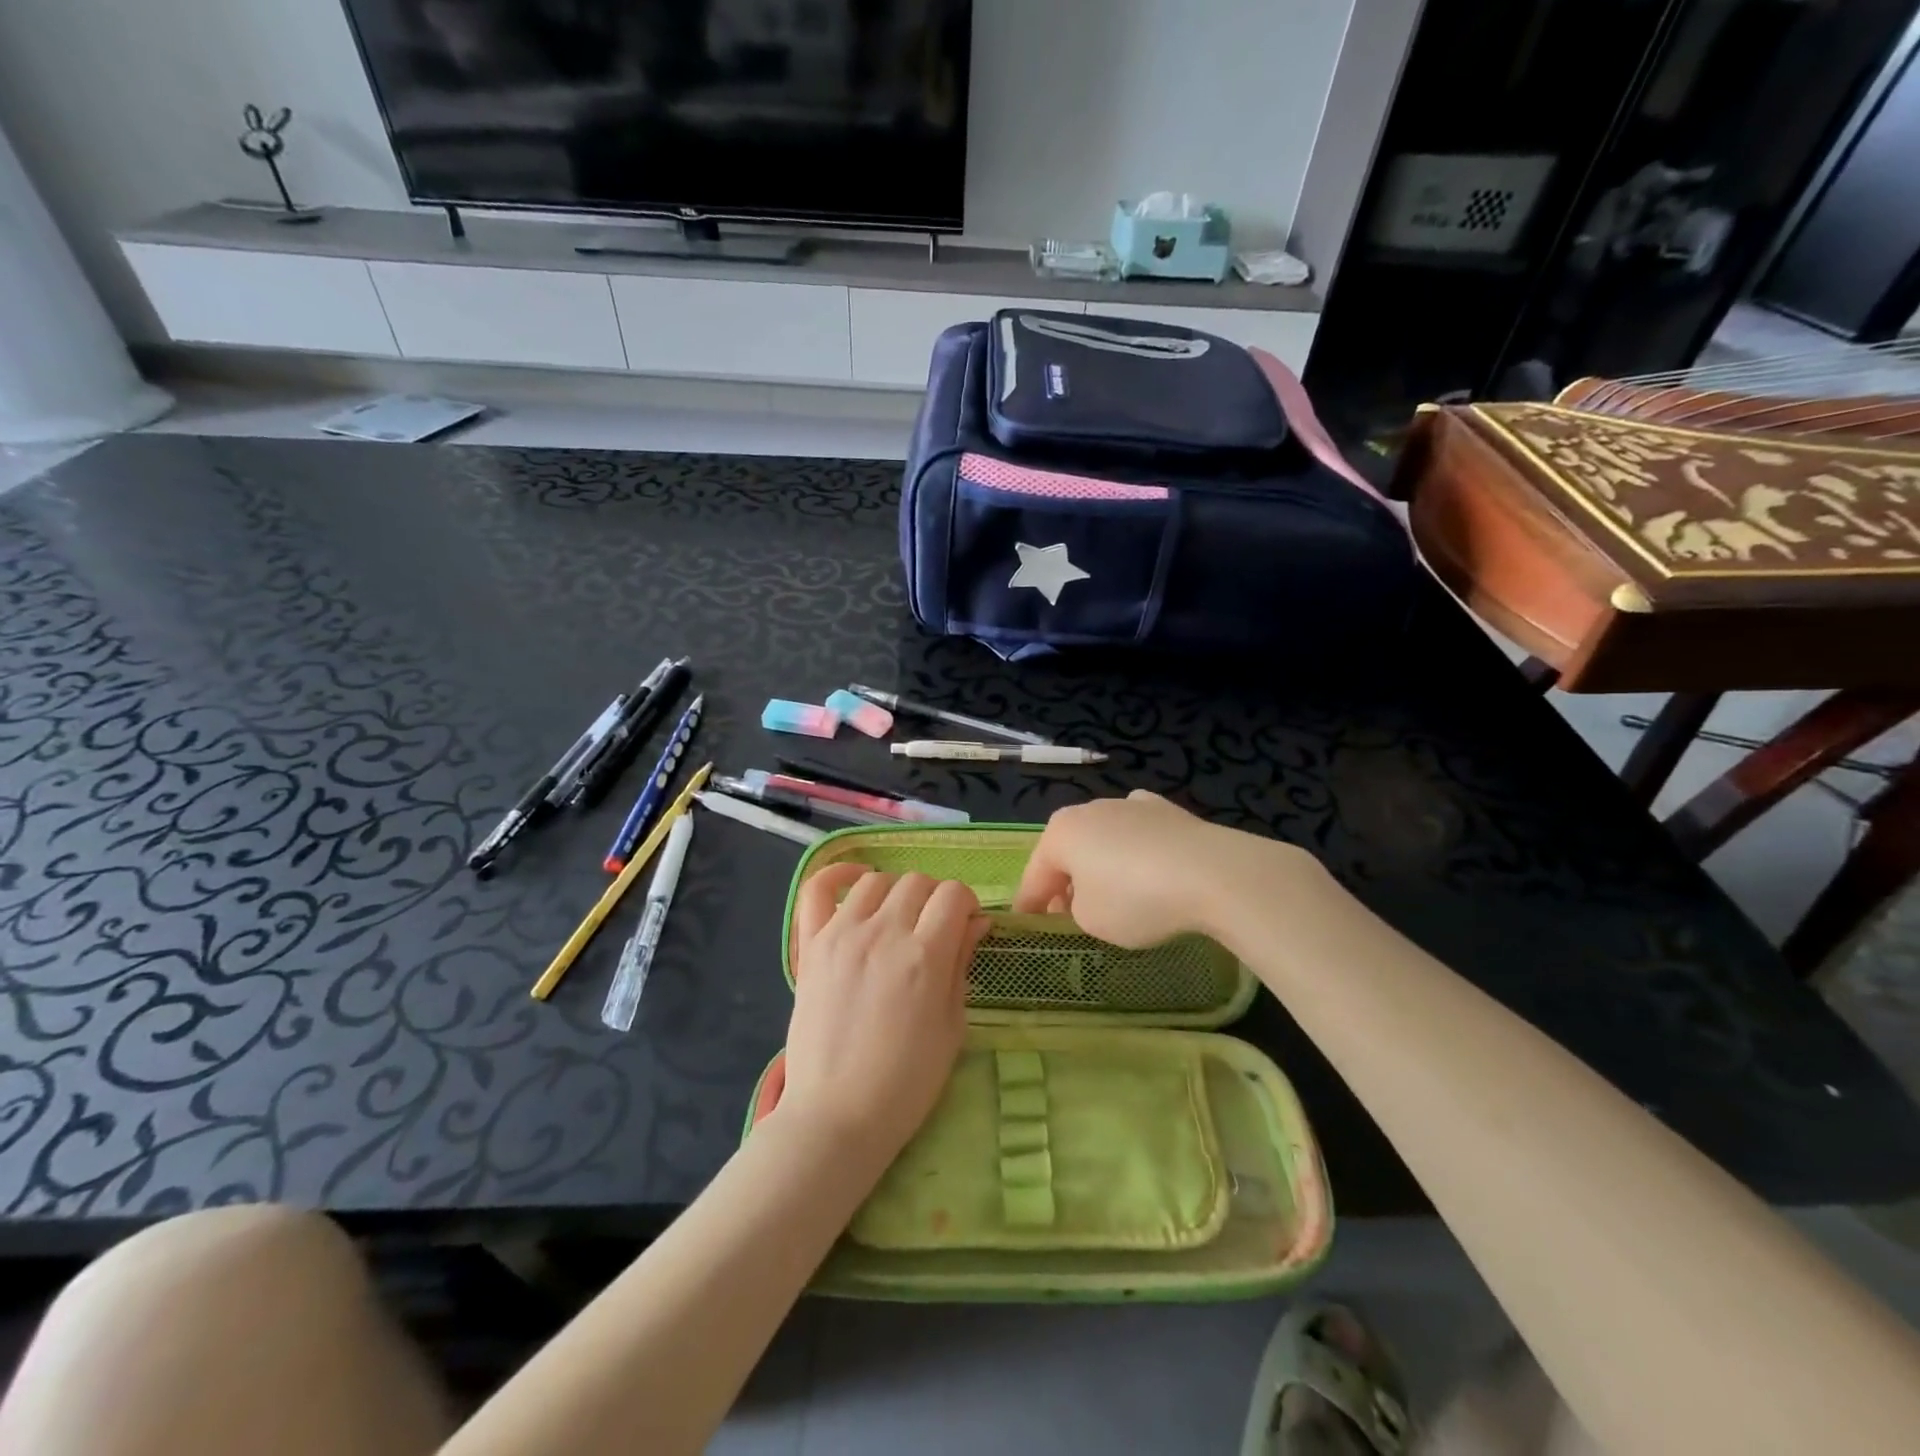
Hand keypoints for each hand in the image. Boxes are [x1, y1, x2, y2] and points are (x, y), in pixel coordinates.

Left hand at [779, 866, 986, 1165]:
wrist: (836, 1116)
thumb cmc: (906, 1082)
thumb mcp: (952, 1026)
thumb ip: (961, 964)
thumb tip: (976, 922)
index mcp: (924, 956)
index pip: (954, 894)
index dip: (966, 905)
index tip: (964, 927)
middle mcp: (883, 933)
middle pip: (918, 882)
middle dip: (935, 900)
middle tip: (932, 931)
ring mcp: (842, 935)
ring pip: (877, 881)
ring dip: (895, 893)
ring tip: (896, 921)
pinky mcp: (811, 946)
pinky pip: (817, 890)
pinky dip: (837, 875)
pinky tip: (855, 882)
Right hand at [1014, 790, 1300, 946]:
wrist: (1213, 873)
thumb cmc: (1136, 899)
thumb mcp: (1090, 920)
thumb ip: (1075, 908)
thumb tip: (1086, 897)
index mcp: (1060, 832)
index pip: (1034, 875)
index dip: (1029, 906)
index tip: (1027, 927)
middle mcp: (1091, 809)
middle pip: (1068, 852)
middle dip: (1065, 882)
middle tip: (1069, 916)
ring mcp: (1131, 804)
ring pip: (1104, 840)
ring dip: (1101, 865)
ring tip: (1113, 896)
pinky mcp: (1168, 811)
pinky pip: (1139, 836)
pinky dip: (1137, 852)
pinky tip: (1149, 870)